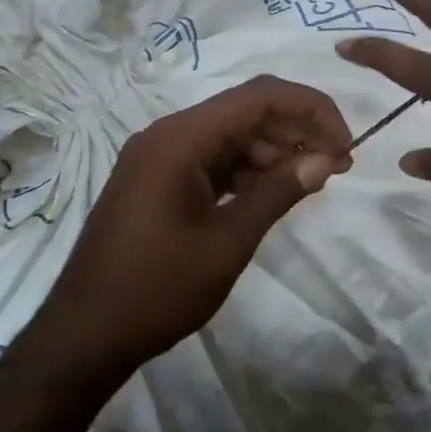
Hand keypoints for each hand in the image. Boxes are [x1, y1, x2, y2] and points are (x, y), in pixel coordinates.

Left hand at [39, 76, 351, 379]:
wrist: (85, 335)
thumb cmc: (158, 289)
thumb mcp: (228, 242)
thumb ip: (279, 192)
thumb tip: (326, 159)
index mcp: (180, 139)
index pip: (259, 96)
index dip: (311, 109)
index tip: (345, 144)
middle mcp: (167, 135)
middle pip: (245, 111)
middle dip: (297, 131)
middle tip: (338, 165)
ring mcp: (159, 158)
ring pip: (231, 136)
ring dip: (274, 151)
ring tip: (313, 181)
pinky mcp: (158, 181)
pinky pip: (212, 160)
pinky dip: (247, 170)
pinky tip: (274, 191)